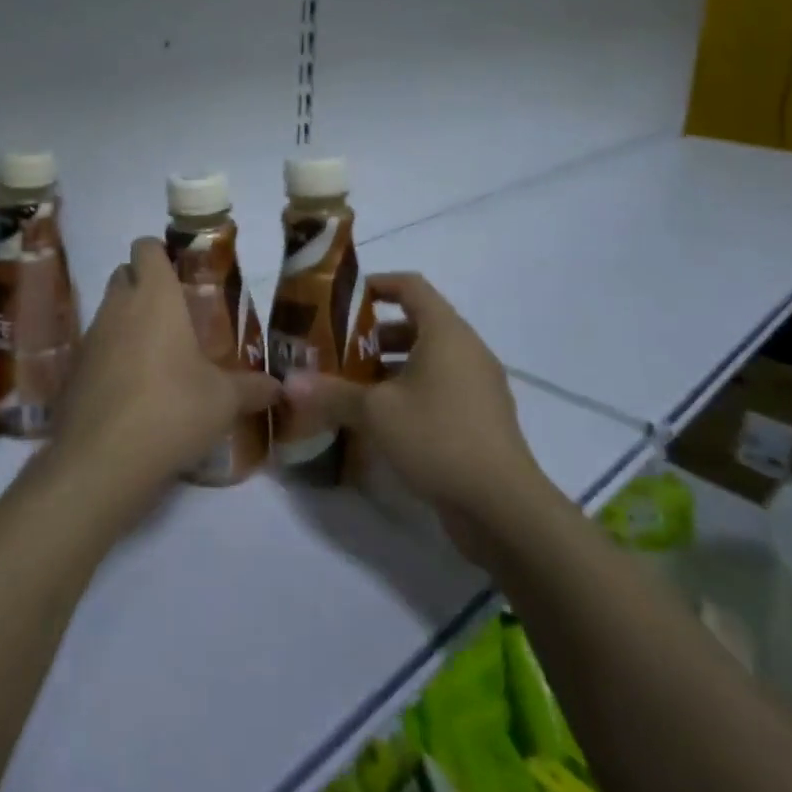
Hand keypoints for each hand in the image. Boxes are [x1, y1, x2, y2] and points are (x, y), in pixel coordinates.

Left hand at [46, 238, 278, 527]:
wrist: (102, 460)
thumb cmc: (172, 409)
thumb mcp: (224, 401)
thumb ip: (252, 388)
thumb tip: (280, 388)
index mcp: (154, 296)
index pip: (146, 247)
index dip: (160, 252)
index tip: (181, 272)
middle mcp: (118, 307)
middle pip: (123, 274)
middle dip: (145, 284)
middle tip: (176, 314)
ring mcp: (90, 338)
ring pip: (108, 311)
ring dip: (129, 322)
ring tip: (160, 356)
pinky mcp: (74, 371)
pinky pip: (96, 348)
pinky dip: (112, 357)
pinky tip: (135, 390)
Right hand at [282, 273, 554, 557]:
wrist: (503, 507)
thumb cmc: (438, 437)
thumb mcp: (375, 412)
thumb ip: (332, 393)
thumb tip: (288, 383)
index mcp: (446, 333)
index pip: (410, 286)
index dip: (377, 284)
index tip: (343, 299)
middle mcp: (466, 351)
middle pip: (416, 325)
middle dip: (374, 334)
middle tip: (336, 349)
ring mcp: (477, 387)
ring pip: (427, 361)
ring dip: (389, 368)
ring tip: (350, 386)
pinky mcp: (480, 420)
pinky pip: (439, 390)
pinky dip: (409, 393)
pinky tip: (379, 422)